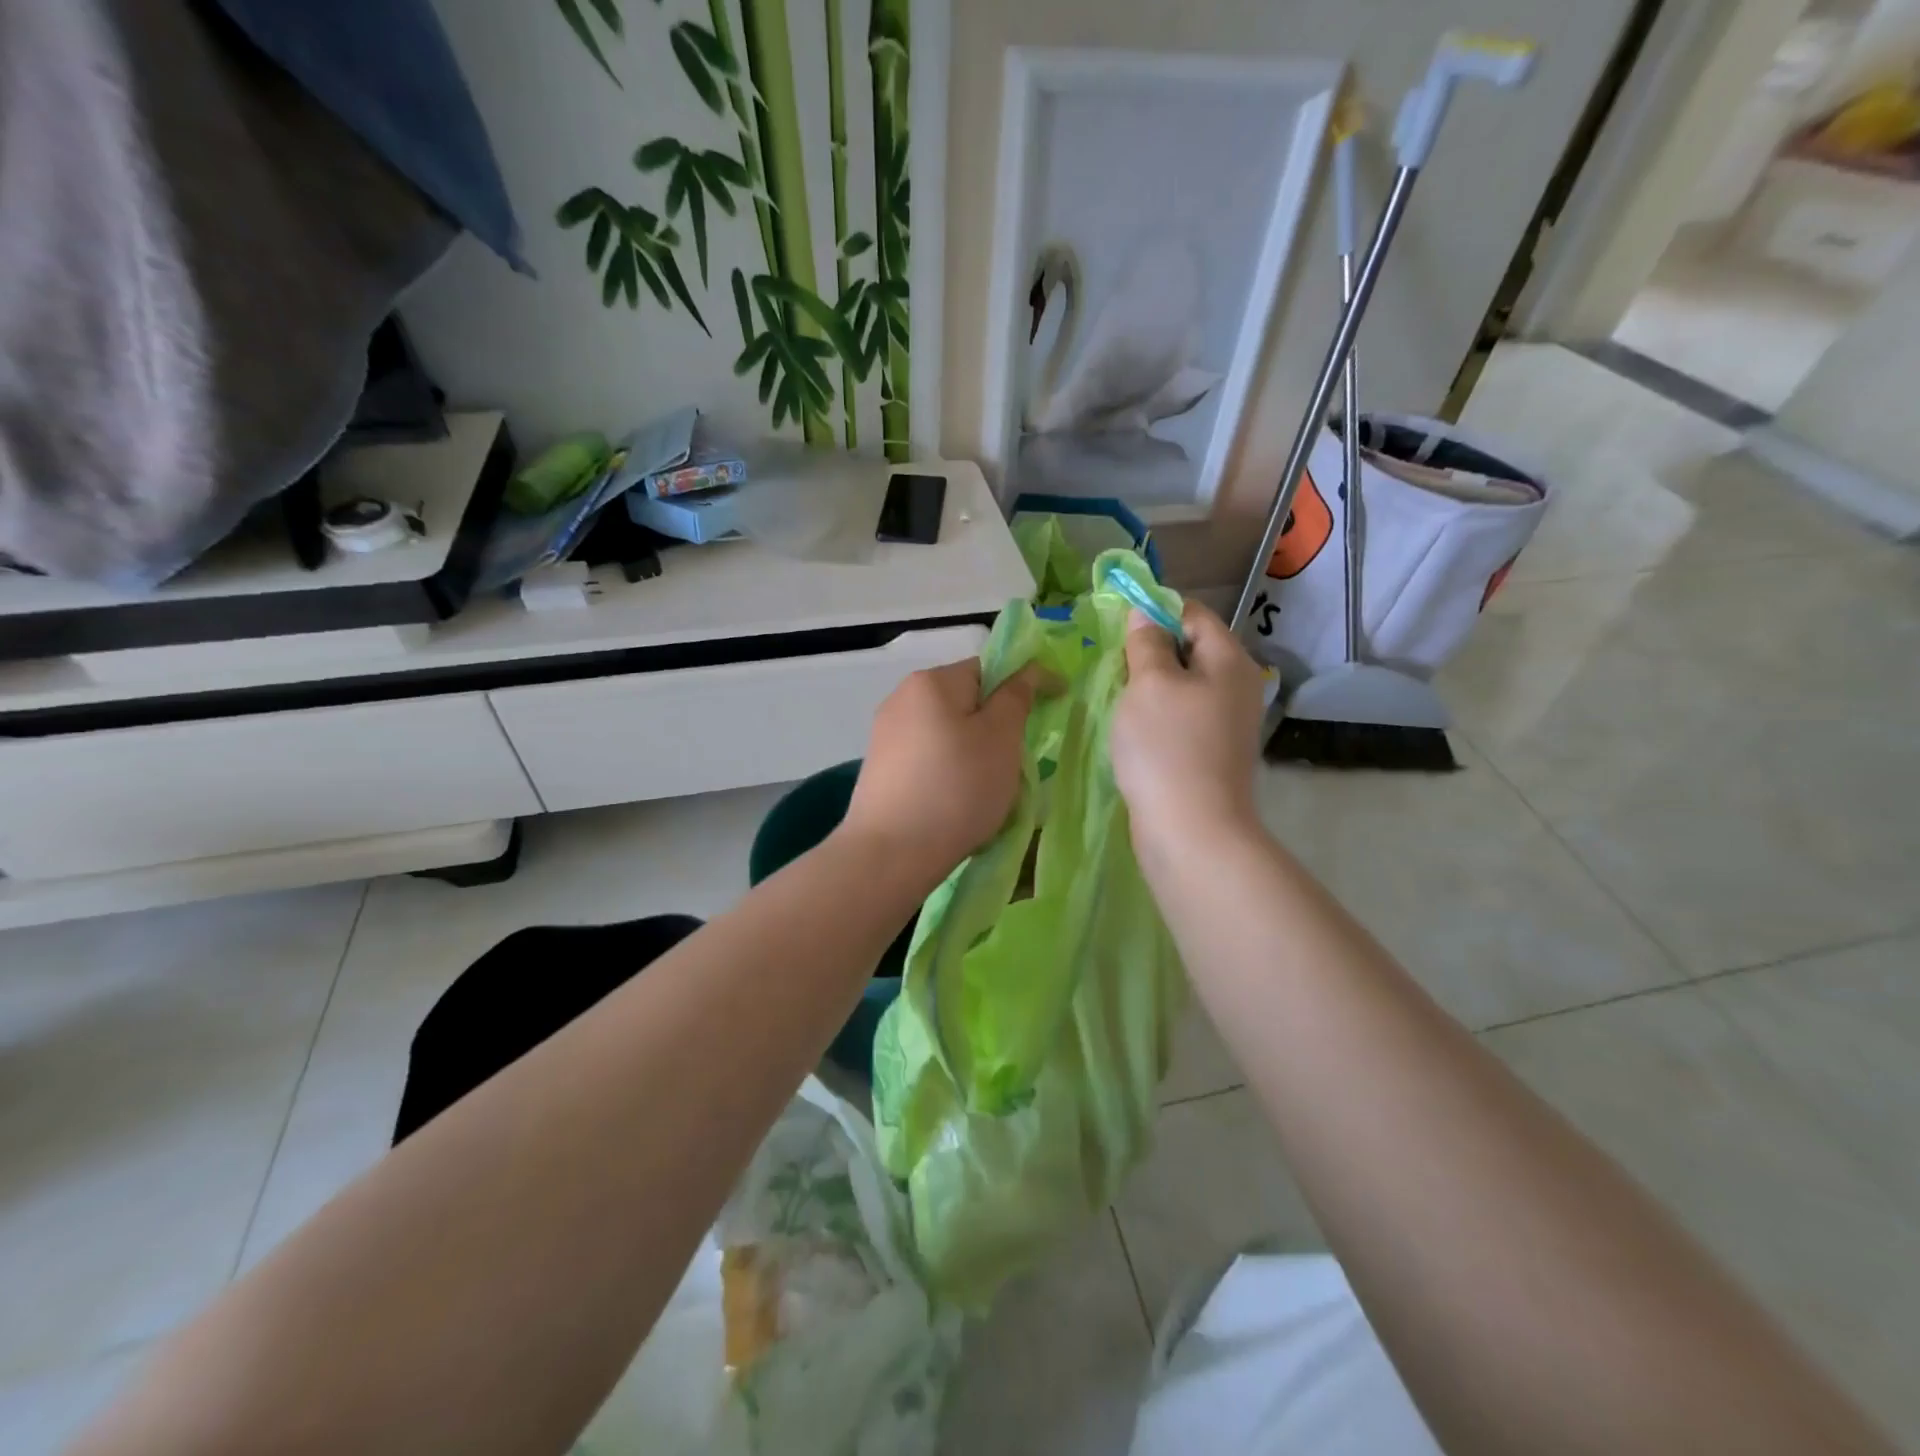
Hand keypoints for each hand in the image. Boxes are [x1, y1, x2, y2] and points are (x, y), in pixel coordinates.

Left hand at [838, 658, 1041, 885]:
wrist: (890, 854)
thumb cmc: (956, 788)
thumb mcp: (1001, 737)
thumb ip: (1017, 697)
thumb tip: (1027, 670)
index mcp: (931, 681)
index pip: (988, 669)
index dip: (1022, 686)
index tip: (1050, 711)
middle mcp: (902, 699)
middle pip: (965, 703)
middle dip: (995, 727)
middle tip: (1016, 762)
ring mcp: (885, 736)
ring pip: (947, 734)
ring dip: (973, 753)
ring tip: (988, 790)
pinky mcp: (880, 770)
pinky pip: (928, 760)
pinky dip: (949, 774)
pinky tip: (956, 805)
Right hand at [1110, 603, 1265, 856]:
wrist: (1192, 831)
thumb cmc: (1167, 747)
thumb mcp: (1149, 684)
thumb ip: (1146, 644)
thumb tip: (1145, 614)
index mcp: (1229, 661)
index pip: (1193, 614)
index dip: (1155, 611)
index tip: (1116, 626)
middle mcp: (1236, 687)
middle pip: (1189, 650)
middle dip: (1149, 652)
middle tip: (1110, 664)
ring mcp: (1225, 724)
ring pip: (1181, 687)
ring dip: (1148, 688)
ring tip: (1115, 696)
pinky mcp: (1210, 754)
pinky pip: (1179, 719)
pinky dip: (1155, 717)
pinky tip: (1131, 730)